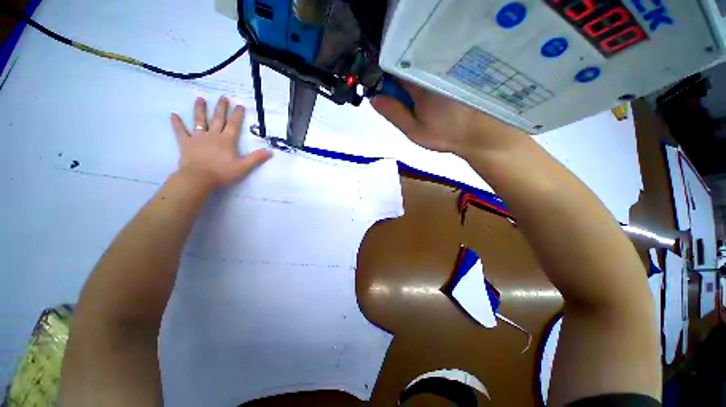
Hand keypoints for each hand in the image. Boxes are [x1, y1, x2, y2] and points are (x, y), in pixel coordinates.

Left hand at [170, 97, 271, 190]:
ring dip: (200, 110)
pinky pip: (181, 131)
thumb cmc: (222, 173)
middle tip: (223, 97)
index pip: (233, 125)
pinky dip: (177, 124)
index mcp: (226, 140)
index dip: (237, 115)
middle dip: (221, 108)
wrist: (198, 178)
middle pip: (218, 119)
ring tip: (200, 99)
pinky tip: (173, 115)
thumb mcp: (243, 167)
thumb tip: (270, 151)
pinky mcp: (186, 143)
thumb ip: (256, 158)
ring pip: (199, 121)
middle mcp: (212, 135)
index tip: (240, 105)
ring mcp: (198, 138)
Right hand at [371, 81, 526, 159]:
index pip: (393, 68)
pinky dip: (424, 81)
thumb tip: (374, 97)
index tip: (382, 92)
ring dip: (411, 82)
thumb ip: (393, 113)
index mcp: (421, 83)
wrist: (480, 134)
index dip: (383, 77)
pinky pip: (432, 70)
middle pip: (405, 66)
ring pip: (418, 68)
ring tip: (416, 102)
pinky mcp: (454, 73)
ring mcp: (445, 69)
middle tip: (401, 103)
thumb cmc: (444, 134)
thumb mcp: (413, 129)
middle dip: (397, 81)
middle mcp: (433, 69)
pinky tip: (429, 97)